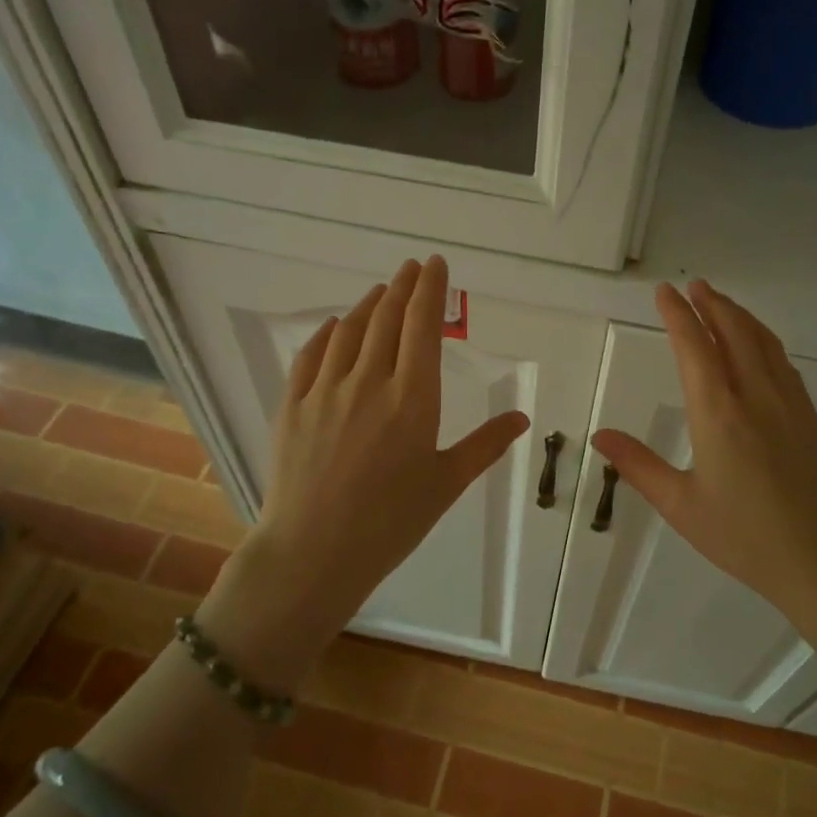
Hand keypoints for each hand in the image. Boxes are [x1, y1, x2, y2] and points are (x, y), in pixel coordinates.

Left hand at [199, 257, 528, 687]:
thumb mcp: (446, 483)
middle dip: (402, 287)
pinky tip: (335, 326)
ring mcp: (326, 391)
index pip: (423, 326)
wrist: (314, 552)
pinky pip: (311, 356)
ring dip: (368, 305)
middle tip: (412, 267)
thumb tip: (522, 417)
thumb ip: (485, 445)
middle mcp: (369, 382)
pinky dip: (327, 333)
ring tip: (381, 291)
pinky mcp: (294, 406)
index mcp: (413, 398)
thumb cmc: (391, 522)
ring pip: (349, 331)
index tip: (435, 264)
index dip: (431, 290)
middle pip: (387, 319)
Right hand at [592, 281, 816, 632]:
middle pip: (733, 333)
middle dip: (711, 305)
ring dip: (739, 316)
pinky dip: (763, 339)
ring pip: (763, 342)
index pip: (694, 348)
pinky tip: (759, 346)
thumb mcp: (681, 506)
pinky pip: (783, 362)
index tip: (664, 292)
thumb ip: (639, 466)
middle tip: (693, 286)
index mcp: (718, 414)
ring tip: (720, 303)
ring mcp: (788, 404)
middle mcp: (755, 396)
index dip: (678, 316)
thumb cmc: (745, 537)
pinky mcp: (809, 417)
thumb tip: (600, 436)